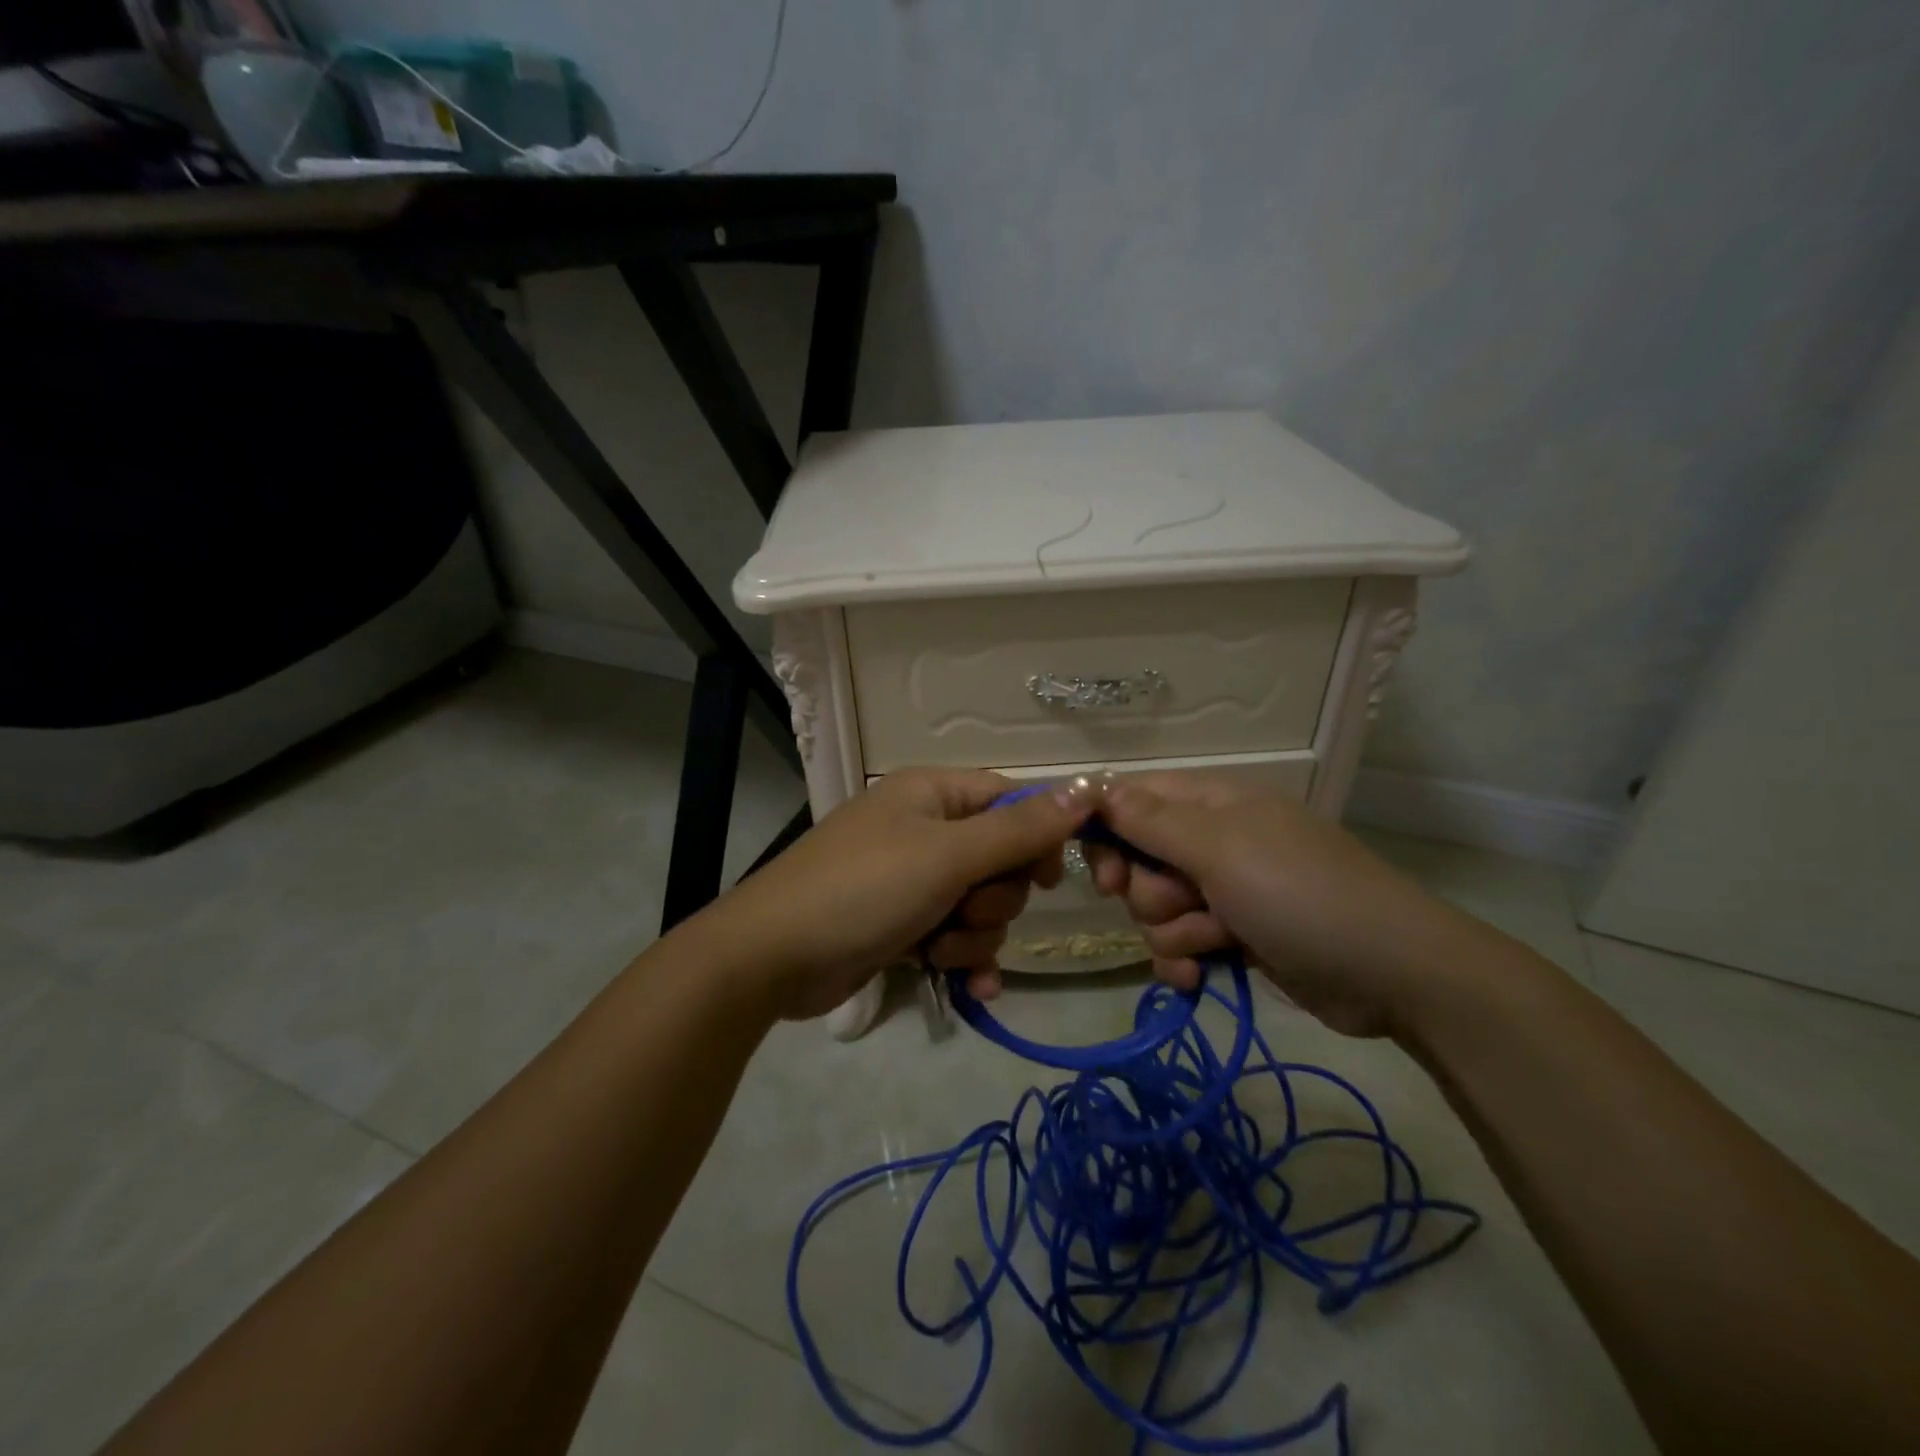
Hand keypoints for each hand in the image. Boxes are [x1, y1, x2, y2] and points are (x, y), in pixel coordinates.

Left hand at [703, 769, 1094, 1021]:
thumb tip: (1087, 790)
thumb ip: (1019, 829)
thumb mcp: (948, 856)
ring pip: (981, 905)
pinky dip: (964, 959)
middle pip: (1000, 859)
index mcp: (932, 794)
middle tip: (964, 909)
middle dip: (995, 897)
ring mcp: (911, 880)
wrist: (773, 957)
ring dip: (974, 934)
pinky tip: (973, 989)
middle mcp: (925, 829)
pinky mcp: (902, 924)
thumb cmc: (864, 889)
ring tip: (939, 949)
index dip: (1038, 836)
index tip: (1050, 877)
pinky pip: (955, 936)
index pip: (1009, 799)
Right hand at [1086, 773, 1470, 1038]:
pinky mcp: (1235, 935)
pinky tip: (1200, 979)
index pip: (1132, 800)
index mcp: (1210, 802)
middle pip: (1138, 860)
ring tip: (1215, 941)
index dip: (1107, 832)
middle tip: (1180, 904)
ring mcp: (1226, 890)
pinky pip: (1180, 944)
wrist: (1392, 972)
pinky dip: (1185, 961)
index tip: (1106, 873)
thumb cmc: (1299, 893)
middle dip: (1150, 892)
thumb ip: (1150, 820)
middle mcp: (1212, 840)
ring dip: (1174, 932)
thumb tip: (1096, 787)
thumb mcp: (1219, 848)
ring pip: (1156, 909)